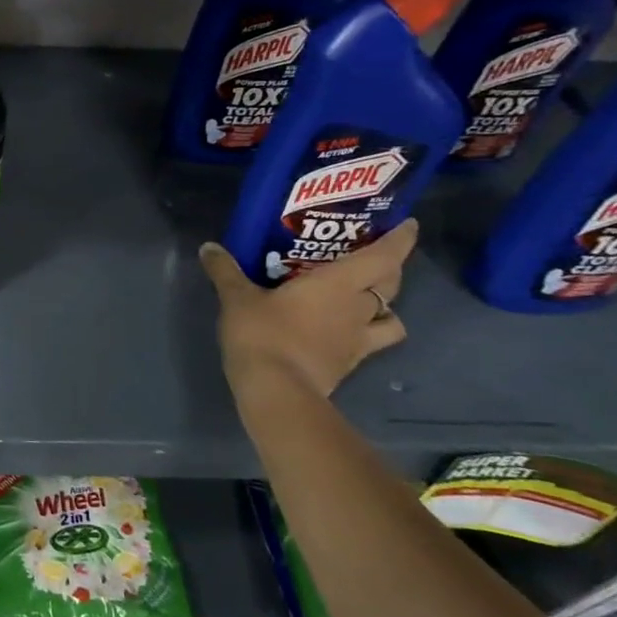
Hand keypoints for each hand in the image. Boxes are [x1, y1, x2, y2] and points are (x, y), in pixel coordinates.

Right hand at [198, 221, 415, 397]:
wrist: (277, 391)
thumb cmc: (263, 334)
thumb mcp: (237, 298)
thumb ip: (226, 271)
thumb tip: (209, 248)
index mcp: (337, 284)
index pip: (383, 256)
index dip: (400, 239)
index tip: (408, 225)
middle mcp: (357, 308)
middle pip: (391, 284)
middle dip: (390, 268)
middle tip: (374, 257)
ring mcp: (358, 340)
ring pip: (392, 319)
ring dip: (386, 307)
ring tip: (365, 301)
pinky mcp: (349, 364)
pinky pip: (370, 343)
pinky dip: (365, 334)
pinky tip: (343, 331)